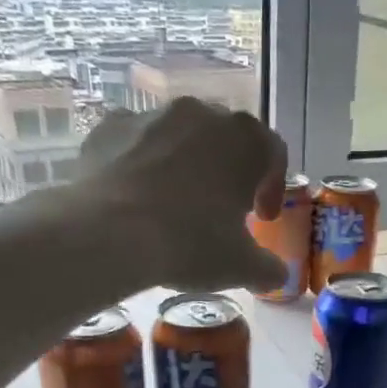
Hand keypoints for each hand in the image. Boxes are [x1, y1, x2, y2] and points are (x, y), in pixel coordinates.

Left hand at [79, 99, 289, 294]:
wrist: (109, 233)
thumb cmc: (190, 243)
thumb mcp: (243, 268)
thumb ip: (269, 269)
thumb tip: (276, 274)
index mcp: (245, 139)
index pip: (273, 155)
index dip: (272, 188)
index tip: (262, 219)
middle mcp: (202, 113)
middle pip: (226, 139)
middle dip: (228, 172)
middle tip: (222, 210)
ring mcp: (152, 114)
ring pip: (179, 137)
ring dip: (185, 165)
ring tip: (176, 205)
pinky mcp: (110, 126)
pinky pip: (137, 143)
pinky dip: (142, 163)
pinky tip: (136, 197)